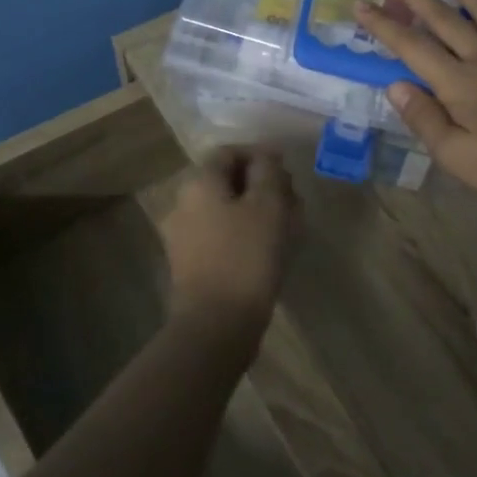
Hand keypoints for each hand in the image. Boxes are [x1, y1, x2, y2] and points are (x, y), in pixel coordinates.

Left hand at [160, 147, 299, 334]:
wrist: (216, 324)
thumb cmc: (246, 256)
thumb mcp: (268, 204)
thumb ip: (268, 171)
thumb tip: (266, 156)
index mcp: (199, 183)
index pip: (229, 152)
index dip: (260, 155)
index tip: (287, 171)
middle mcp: (184, 204)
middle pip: (226, 181)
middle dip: (261, 185)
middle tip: (293, 201)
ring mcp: (184, 237)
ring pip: (226, 210)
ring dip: (257, 211)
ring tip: (289, 227)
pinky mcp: (191, 265)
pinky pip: (221, 236)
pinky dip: (245, 235)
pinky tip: (270, 250)